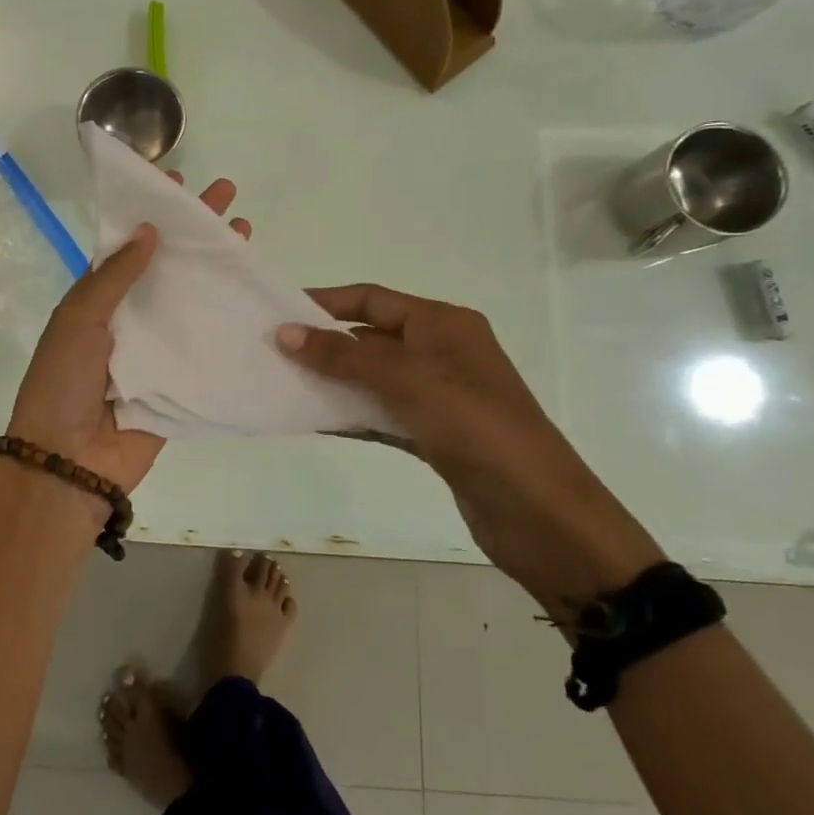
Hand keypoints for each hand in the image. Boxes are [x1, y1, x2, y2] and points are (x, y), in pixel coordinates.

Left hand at [5, 176, 247, 493]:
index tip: (179, 183)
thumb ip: (113, 277)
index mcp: (98, 299)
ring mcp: (158, 349)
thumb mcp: (79, 319)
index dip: (153, 215)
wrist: (70, 461)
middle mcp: (130, 318)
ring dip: (218, 272)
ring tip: (248, 238)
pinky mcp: (180, 381)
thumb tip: (148, 230)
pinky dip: (230, 325)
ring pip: (192, 302)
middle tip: (229, 199)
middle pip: (168, 267)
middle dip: (196, 234)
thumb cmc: (64, 382)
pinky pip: (206, 347)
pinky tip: (256, 300)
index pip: (131, 246)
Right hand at [277, 285, 661, 612]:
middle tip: (273, 353)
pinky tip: (316, 422)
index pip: (373, 300)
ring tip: (284, 385)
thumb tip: (285, 332)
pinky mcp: (436, 435)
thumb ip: (343, 356)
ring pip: (374, 378)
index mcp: (443, 324)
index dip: (326, 302)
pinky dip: (352, 415)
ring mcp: (440, 395)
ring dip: (334, 381)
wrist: (540, 514)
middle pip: (371, 338)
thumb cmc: (475, 428)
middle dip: (324, 344)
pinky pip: (382, 414)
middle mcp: (442, 352)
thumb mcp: (406, 381)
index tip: (279, 312)